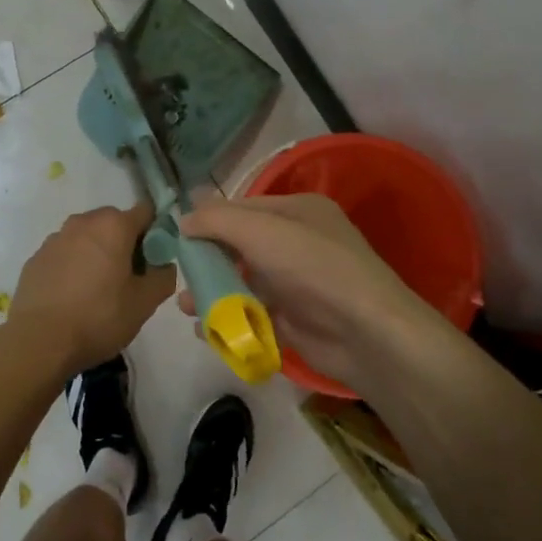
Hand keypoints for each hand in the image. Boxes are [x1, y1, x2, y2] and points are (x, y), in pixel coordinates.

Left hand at [7, 201, 175, 374]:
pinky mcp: (35, 259)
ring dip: (97, 254)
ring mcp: (55, 239)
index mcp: (113, 226)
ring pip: (87, 238)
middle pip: (114, 223)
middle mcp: (82, 222)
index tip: (155, 259)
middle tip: (129, 278)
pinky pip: (64, 254)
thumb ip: (164, 277)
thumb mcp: (144, 303)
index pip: (146, 212)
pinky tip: (73, 297)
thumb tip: (164, 265)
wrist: (38, 342)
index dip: (156, 232)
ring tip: (98, 290)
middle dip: (125, 243)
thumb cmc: (98, 317)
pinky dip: (73, 266)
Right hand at [178, 194, 445, 391]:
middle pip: (241, 246)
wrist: (365, 332)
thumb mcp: (261, 231)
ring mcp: (298, 283)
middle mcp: (298, 243)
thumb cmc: (312, 267)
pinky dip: (229, 320)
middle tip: (179, 275)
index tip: (176, 236)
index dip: (210, 220)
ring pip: (244, 282)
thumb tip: (183, 219)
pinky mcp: (295, 320)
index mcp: (298, 211)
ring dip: (213, 292)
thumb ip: (218, 220)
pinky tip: (206, 330)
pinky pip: (253, 314)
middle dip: (208, 260)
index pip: (244, 208)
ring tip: (186, 306)